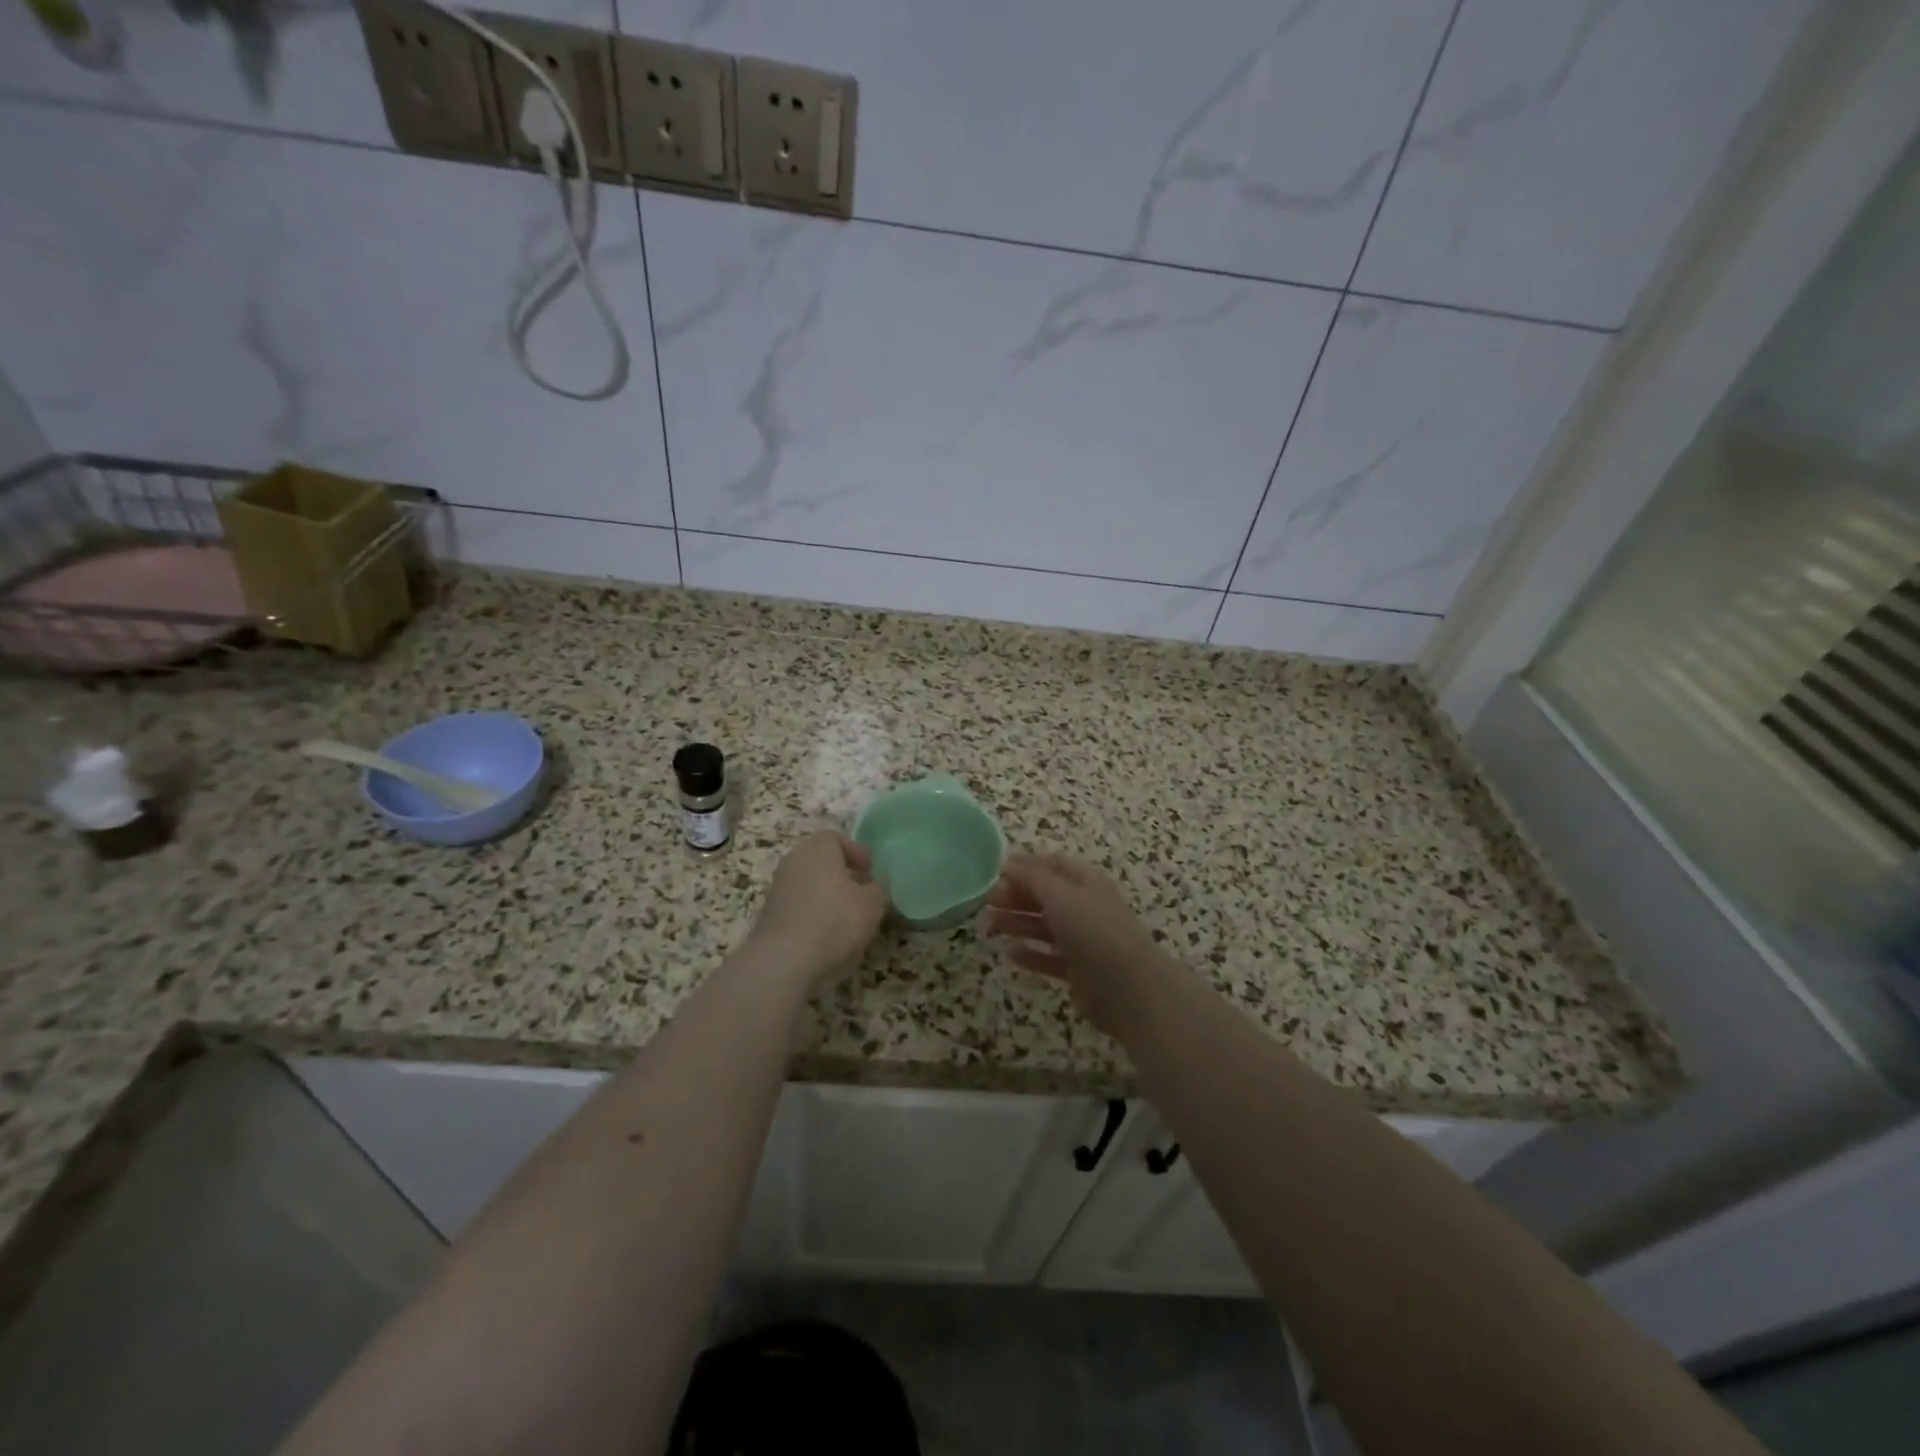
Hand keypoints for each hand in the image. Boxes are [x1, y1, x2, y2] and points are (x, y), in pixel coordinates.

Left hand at [747, 830, 889, 992]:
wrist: (784, 962)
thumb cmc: (834, 921)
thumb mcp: (872, 904)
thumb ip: (878, 888)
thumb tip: (874, 886)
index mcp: (817, 849)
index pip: (836, 838)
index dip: (856, 853)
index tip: (870, 873)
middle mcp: (793, 861)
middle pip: (821, 861)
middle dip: (843, 875)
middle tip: (862, 895)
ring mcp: (777, 889)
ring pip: (809, 885)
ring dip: (828, 897)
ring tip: (847, 920)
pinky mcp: (769, 916)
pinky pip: (798, 907)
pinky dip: (813, 916)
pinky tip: (827, 937)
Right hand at [983, 853, 1175, 1035]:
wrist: (1130, 989)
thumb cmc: (1094, 931)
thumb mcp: (1060, 896)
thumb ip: (1032, 878)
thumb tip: (1007, 862)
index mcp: (1086, 882)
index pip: (1053, 865)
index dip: (1026, 866)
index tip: (996, 873)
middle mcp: (1085, 907)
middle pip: (1046, 896)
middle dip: (1017, 896)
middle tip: (987, 902)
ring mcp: (1084, 940)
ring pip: (1045, 926)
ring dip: (1018, 923)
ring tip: (990, 925)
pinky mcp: (1080, 971)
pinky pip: (1050, 957)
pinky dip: (1031, 954)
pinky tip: (1010, 954)